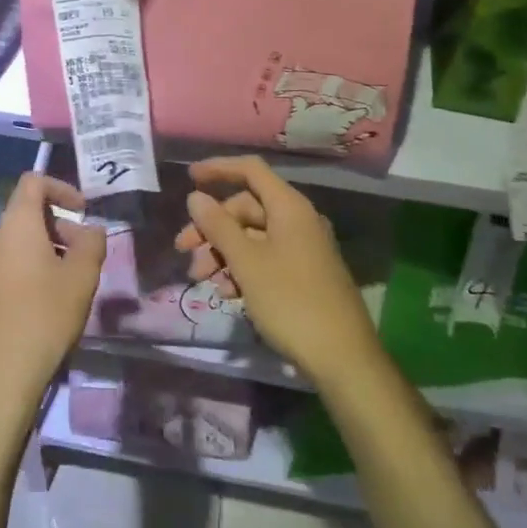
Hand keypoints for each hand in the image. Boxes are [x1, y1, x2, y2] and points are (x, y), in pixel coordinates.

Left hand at [0, 173, 105, 424]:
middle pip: (27, 214)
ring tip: (71, 282)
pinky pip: (8, 266)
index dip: (62, 188)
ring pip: (19, 243)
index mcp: (15, 224)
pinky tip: (48, 303)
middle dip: (60, 226)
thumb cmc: (43, 317)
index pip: (33, 182)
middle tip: (85, 255)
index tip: (83, 211)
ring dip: (48, 250)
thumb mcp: (81, 278)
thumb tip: (91, 230)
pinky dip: (31, 269)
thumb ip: (92, 244)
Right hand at [176, 155, 379, 384]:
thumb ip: (219, 226)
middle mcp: (298, 221)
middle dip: (212, 227)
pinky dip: (241, 270)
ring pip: (252, 237)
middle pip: (246, 208)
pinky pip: (265, 259)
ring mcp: (302, 249)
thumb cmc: (291, 301)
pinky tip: (227, 294)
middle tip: (184, 250)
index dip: (218, 168)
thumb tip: (196, 197)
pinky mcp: (302, 275)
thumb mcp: (247, 263)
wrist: (343, 359)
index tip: (188, 178)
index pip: (250, 171)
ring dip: (222, 252)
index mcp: (289, 207)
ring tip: (202, 279)